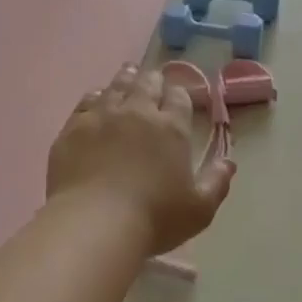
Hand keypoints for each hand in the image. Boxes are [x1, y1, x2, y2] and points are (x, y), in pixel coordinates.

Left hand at [47, 64, 234, 255]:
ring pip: (116, 85)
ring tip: (129, 76)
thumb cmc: (154, 219)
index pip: (179, 96)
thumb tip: (229, 162)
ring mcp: (102, 116)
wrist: (93, 225)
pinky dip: (96, 96)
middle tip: (153, 84)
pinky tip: (97, 99)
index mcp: (171, 128)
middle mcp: (138, 112)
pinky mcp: (72, 128)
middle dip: (153, 81)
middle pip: (147, 83)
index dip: (180, 94)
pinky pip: (87, 101)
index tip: (179, 99)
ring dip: (126, 79)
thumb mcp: (199, 209)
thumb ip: (217, 182)